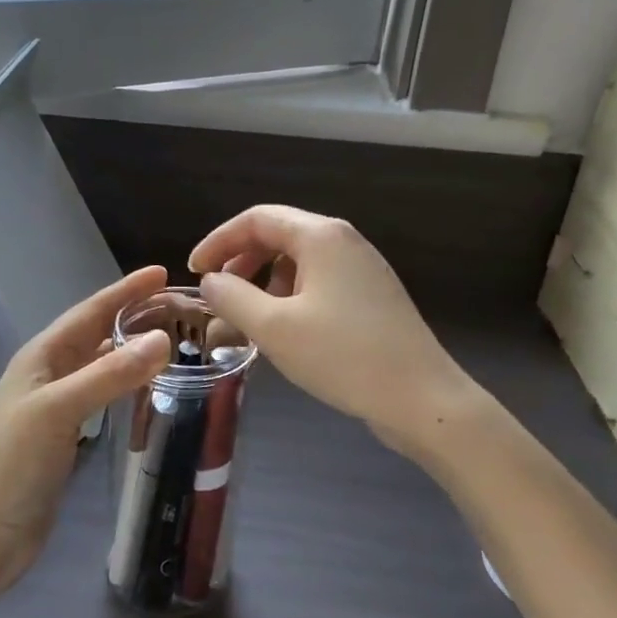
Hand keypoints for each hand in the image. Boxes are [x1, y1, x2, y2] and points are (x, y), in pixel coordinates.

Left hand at [0, 266, 172, 598]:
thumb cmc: (10, 465)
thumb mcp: (57, 411)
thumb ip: (109, 375)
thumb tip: (163, 339)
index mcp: (42, 356)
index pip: (90, 311)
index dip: (125, 291)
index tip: (162, 272)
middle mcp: (49, 374)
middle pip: (97, 334)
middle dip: (134, 316)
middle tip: (180, 309)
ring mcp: (55, 407)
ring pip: (101, 365)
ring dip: (132, 350)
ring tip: (174, 342)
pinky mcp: (64, 437)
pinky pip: (102, 398)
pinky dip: (126, 386)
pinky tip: (147, 390)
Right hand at [189, 206, 480, 459]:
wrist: (422, 398)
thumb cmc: (343, 356)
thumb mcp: (274, 327)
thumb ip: (232, 297)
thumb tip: (210, 282)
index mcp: (321, 236)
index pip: (256, 219)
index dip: (218, 241)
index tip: (194, 272)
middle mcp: (344, 242)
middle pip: (278, 235)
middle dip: (241, 262)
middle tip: (219, 296)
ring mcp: (363, 269)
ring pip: (299, 262)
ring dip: (264, 283)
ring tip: (248, 320)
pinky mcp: (372, 296)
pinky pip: (319, 284)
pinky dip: (290, 298)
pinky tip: (284, 332)